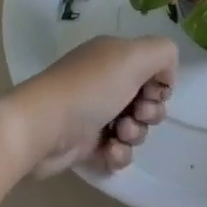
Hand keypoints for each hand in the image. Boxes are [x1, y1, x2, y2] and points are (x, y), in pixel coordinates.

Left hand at [2, 35, 178, 177]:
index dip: (159, 83)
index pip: (152, 67)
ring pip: (135, 127)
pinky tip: (110, 152)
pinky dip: (119, 153)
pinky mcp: (85, 143)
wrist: (41, 128)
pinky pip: (117, 150)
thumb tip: (165, 76)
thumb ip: (163, 53)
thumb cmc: (89, 88)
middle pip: (147, 99)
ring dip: (135, 133)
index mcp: (114, 56)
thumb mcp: (133, 56)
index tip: (153, 92)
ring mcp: (94, 112)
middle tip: (138, 113)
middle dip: (151, 111)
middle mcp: (105, 80)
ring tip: (119, 134)